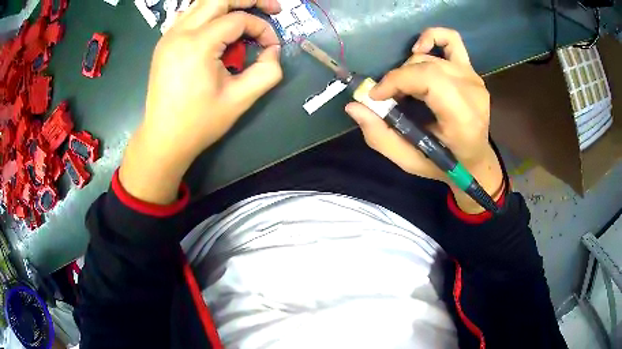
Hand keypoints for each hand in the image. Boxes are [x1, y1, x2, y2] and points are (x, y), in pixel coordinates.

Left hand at [120, 0, 282, 203]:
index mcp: (198, 44)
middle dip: (249, 0)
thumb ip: (268, 71)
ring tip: (245, 16)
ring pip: (202, 3)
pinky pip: (188, 15)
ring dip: (227, 5)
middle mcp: (180, 32)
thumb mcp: (241, 99)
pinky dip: (206, 13)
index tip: (271, 46)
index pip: (239, 20)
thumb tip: (273, 50)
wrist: (164, 138)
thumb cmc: (199, 123)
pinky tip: (215, 26)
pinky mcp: (164, 43)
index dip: (262, 28)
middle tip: (271, 8)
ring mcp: (169, 36)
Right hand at [345, 28, 502, 212]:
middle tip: (388, 97)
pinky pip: (451, 39)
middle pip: (425, 66)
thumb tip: (354, 106)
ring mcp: (473, 78)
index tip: (376, 96)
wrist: (474, 159)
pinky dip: (430, 38)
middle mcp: (472, 93)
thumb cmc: (444, 163)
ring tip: (405, 87)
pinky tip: (418, 51)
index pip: (429, 79)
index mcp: (463, 119)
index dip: (396, 81)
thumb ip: (381, 136)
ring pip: (429, 57)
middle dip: (397, 78)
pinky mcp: (471, 70)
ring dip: (408, 68)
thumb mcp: (409, 160)